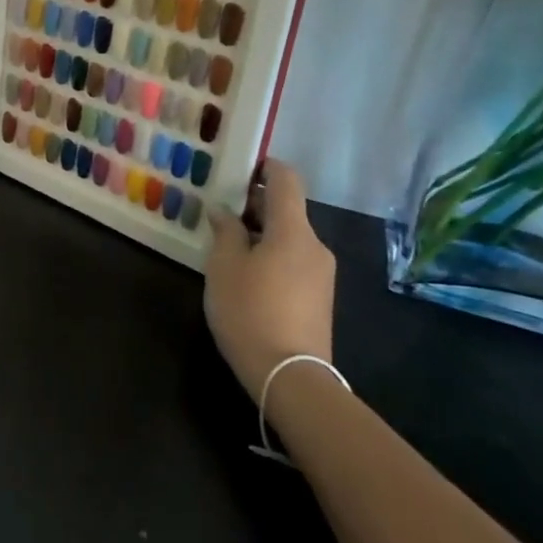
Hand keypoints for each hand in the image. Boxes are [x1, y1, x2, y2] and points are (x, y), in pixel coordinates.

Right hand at [203, 160, 336, 402]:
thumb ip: (225, 231)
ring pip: (290, 238)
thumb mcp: (224, 266)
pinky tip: (247, 277)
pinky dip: (272, 256)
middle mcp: (315, 245)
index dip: (265, 166)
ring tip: (228, 248)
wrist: (290, 375)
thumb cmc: (250, 311)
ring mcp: (322, 273)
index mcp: (293, 230)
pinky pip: (294, 262)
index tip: (240, 168)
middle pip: (287, 210)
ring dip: (262, 234)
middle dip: (255, 205)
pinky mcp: (320, 298)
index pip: (286, 180)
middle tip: (220, 212)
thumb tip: (224, 211)